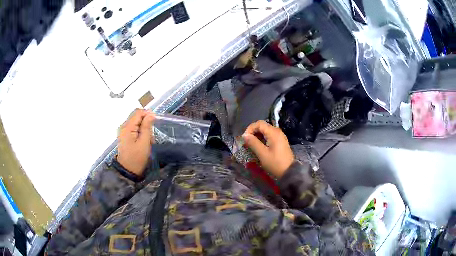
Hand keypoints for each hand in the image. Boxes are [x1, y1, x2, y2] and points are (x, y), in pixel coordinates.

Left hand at [117, 109, 154, 175]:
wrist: (127, 171)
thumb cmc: (137, 158)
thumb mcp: (144, 143)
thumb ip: (147, 127)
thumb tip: (151, 114)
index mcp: (127, 127)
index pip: (138, 112)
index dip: (148, 114)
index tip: (155, 122)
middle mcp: (123, 126)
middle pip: (136, 116)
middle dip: (146, 122)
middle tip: (152, 133)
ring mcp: (123, 131)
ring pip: (136, 122)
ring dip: (143, 127)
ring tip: (148, 139)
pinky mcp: (125, 136)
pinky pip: (134, 128)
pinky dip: (140, 131)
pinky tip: (143, 140)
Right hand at [243, 120, 293, 177]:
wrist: (289, 171)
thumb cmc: (275, 163)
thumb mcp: (262, 154)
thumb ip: (253, 143)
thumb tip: (245, 135)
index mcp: (273, 132)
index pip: (259, 123)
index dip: (250, 128)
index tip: (245, 138)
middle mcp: (277, 131)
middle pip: (263, 126)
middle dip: (253, 132)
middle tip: (247, 141)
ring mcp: (280, 136)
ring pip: (266, 131)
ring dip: (257, 135)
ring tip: (252, 144)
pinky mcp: (280, 141)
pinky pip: (270, 135)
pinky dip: (263, 138)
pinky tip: (259, 146)